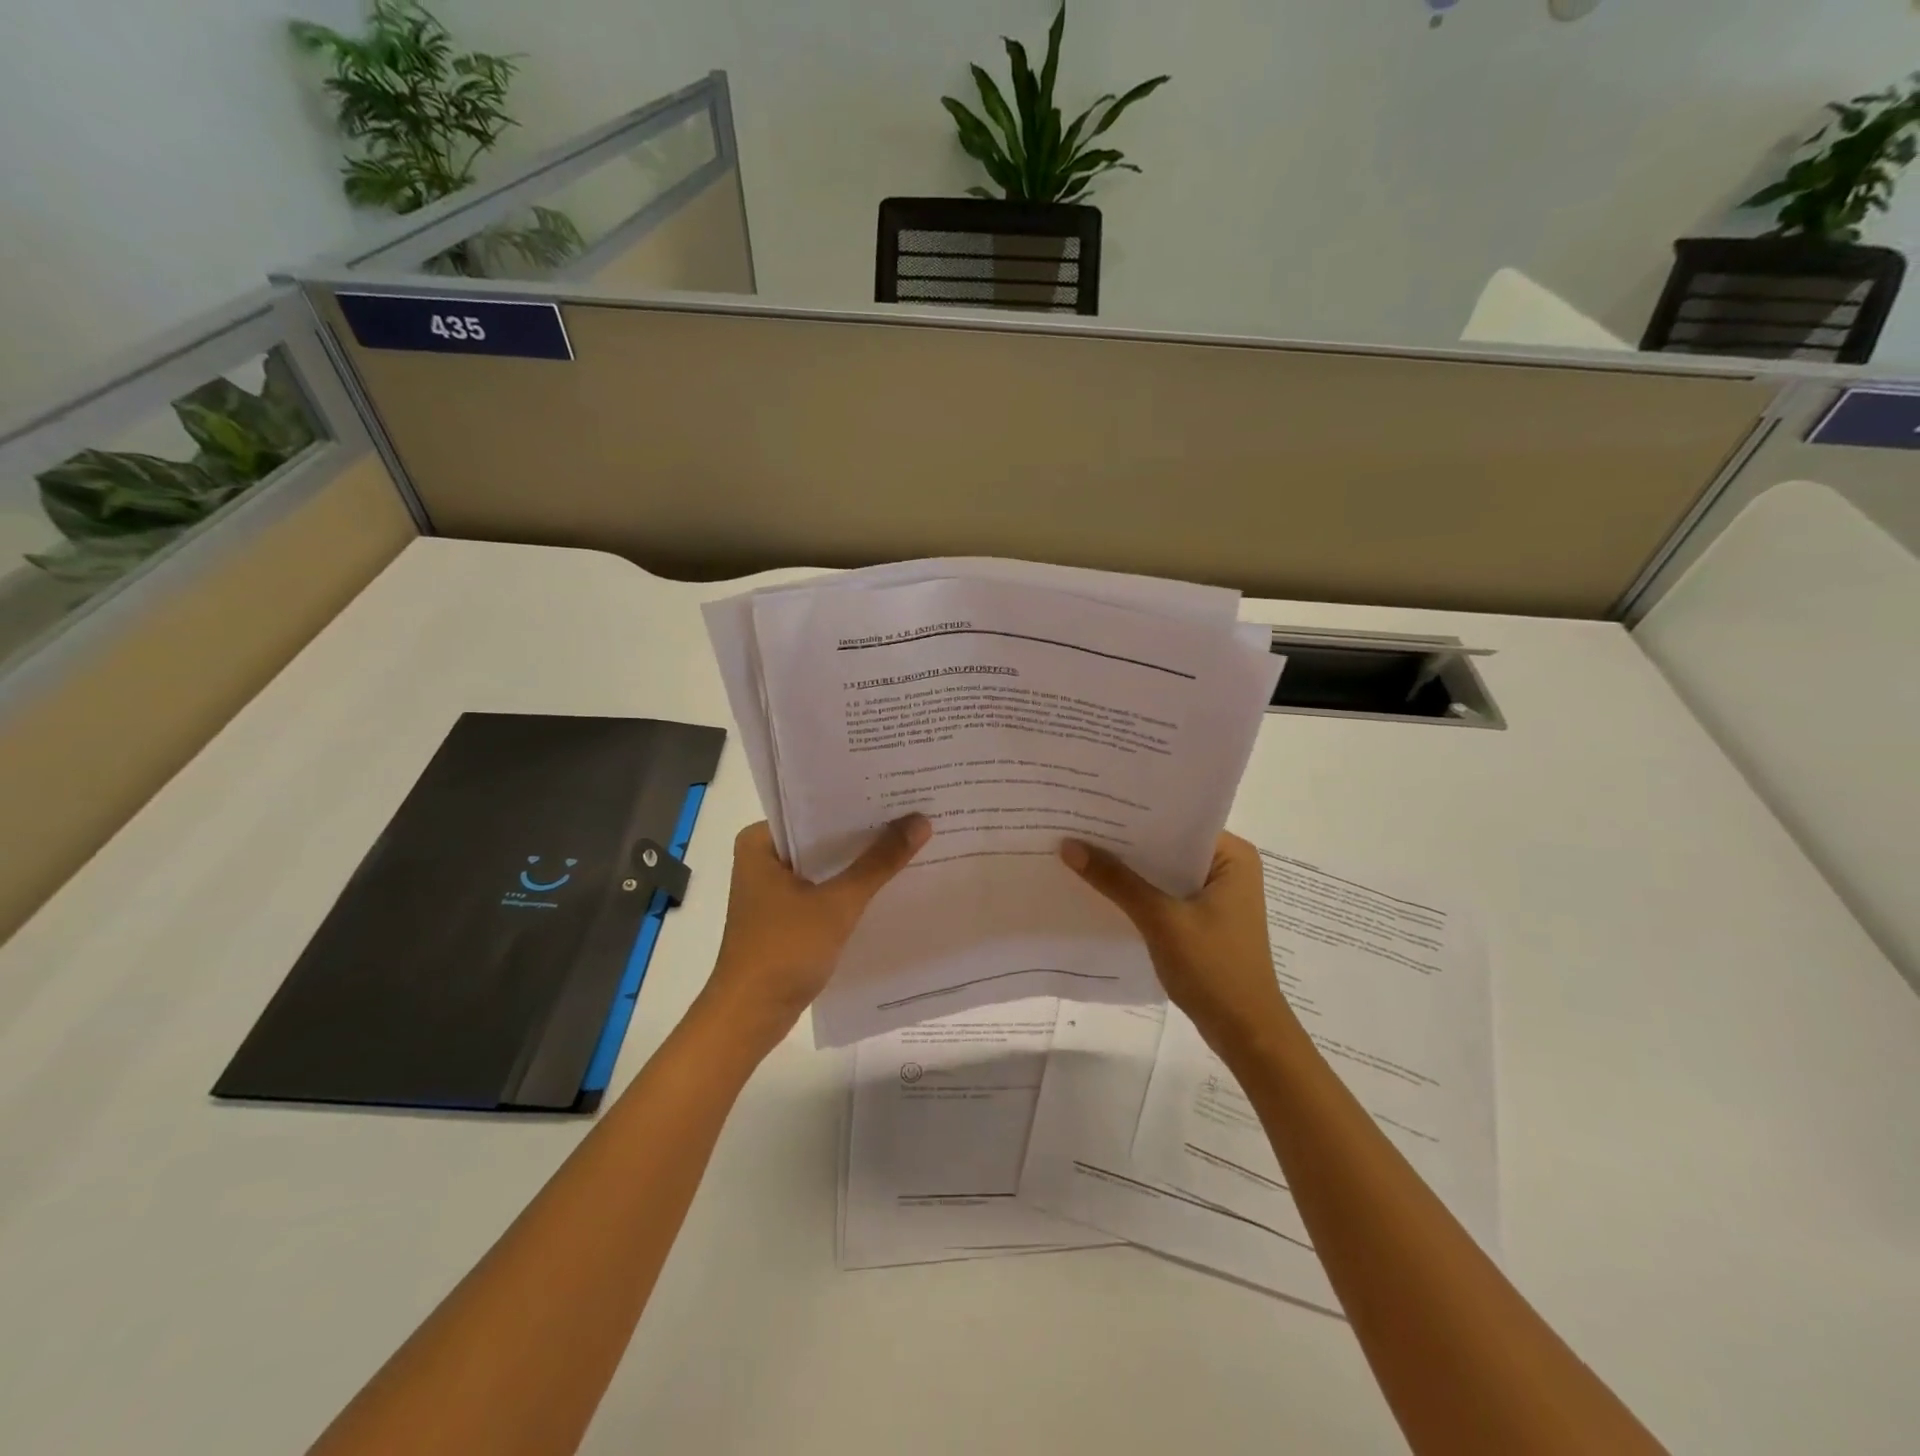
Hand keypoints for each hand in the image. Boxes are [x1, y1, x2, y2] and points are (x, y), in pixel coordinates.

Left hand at [695, 816, 931, 1058]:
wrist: (750, 1017)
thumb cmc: (784, 950)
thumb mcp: (837, 903)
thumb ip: (879, 862)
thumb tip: (920, 821)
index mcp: (760, 842)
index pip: (813, 806)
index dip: (855, 799)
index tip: (896, 789)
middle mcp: (762, 858)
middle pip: (821, 835)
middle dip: (863, 829)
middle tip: (912, 810)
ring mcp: (772, 889)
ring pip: (824, 863)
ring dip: (858, 859)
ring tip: (908, 838)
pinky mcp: (785, 915)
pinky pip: (823, 888)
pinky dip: (849, 886)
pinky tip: (887, 881)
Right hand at [1060, 832, 1293, 1057]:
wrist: (1246, 1033)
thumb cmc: (1214, 968)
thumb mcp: (1161, 920)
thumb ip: (1117, 881)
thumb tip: (1069, 846)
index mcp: (1232, 856)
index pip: (1178, 820)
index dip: (1136, 813)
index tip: (1095, 805)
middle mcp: (1228, 868)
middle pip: (1168, 845)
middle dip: (1127, 841)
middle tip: (1078, 824)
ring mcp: (1217, 895)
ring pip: (1164, 871)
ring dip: (1130, 869)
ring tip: (1081, 851)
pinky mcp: (1204, 919)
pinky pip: (1165, 894)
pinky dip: (1139, 893)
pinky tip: (1103, 889)